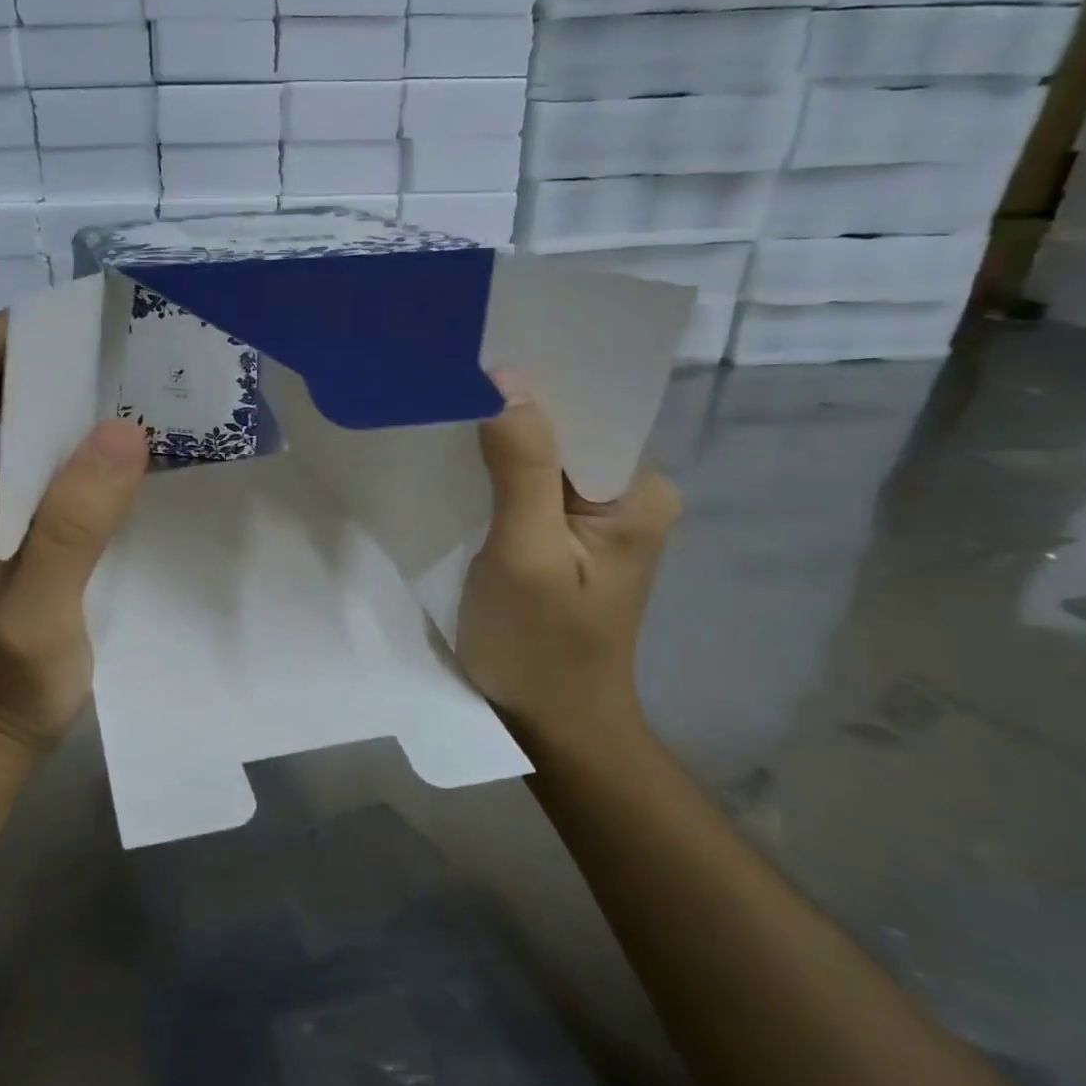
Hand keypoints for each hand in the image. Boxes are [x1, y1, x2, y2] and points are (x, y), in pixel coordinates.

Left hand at [0, 314, 148, 753]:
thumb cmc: (5, 681)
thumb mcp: (40, 610)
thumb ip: (73, 525)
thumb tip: (121, 429)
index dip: (3, 335)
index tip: (74, 331)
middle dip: (41, 358)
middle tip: (116, 355)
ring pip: (11, 423)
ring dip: (61, 399)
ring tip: (128, 393)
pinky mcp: (9, 529)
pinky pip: (36, 463)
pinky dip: (73, 443)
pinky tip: (121, 457)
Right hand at [457, 372, 679, 755]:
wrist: (550, 724)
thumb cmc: (539, 645)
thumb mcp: (527, 553)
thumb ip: (522, 466)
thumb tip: (507, 377)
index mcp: (638, 491)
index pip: (587, 412)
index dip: (531, 385)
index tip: (473, 360)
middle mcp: (628, 494)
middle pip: (565, 430)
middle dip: (511, 411)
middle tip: (448, 384)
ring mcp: (596, 517)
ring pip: (544, 457)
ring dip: (500, 440)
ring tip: (447, 413)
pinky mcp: (566, 536)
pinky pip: (531, 485)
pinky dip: (497, 472)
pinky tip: (462, 463)